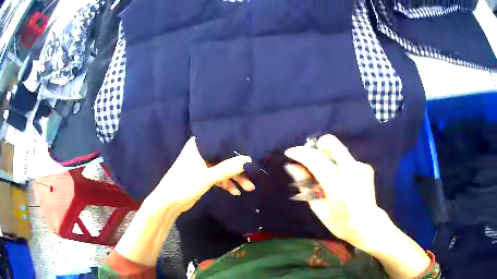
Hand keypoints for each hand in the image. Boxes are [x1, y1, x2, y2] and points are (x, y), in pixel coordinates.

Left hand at [147, 137, 253, 213]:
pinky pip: (218, 176)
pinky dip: (226, 183)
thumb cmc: (185, 184)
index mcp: (199, 146)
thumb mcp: (208, 177)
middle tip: (253, 177)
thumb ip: (229, 168)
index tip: (253, 154)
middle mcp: (201, 152)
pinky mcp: (203, 175)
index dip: (238, 149)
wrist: (169, 202)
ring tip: (248, 188)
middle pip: (225, 157)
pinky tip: (235, 192)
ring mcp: (202, 164)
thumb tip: (250, 159)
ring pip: (223, 168)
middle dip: (238, 169)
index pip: (223, 143)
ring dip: (235, 178)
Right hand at [284, 134, 384, 248]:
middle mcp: (352, 171)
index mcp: (338, 187)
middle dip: (316, 147)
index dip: (301, 153)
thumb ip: (306, 185)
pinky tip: (341, 182)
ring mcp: (361, 167)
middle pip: (331, 142)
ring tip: (327, 178)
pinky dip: (338, 166)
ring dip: (327, 159)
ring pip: (337, 151)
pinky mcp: (365, 167)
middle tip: (311, 162)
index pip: (316, 160)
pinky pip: (346, 159)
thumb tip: (292, 166)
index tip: (290, 153)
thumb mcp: (319, 209)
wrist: (367, 225)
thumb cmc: (340, 223)